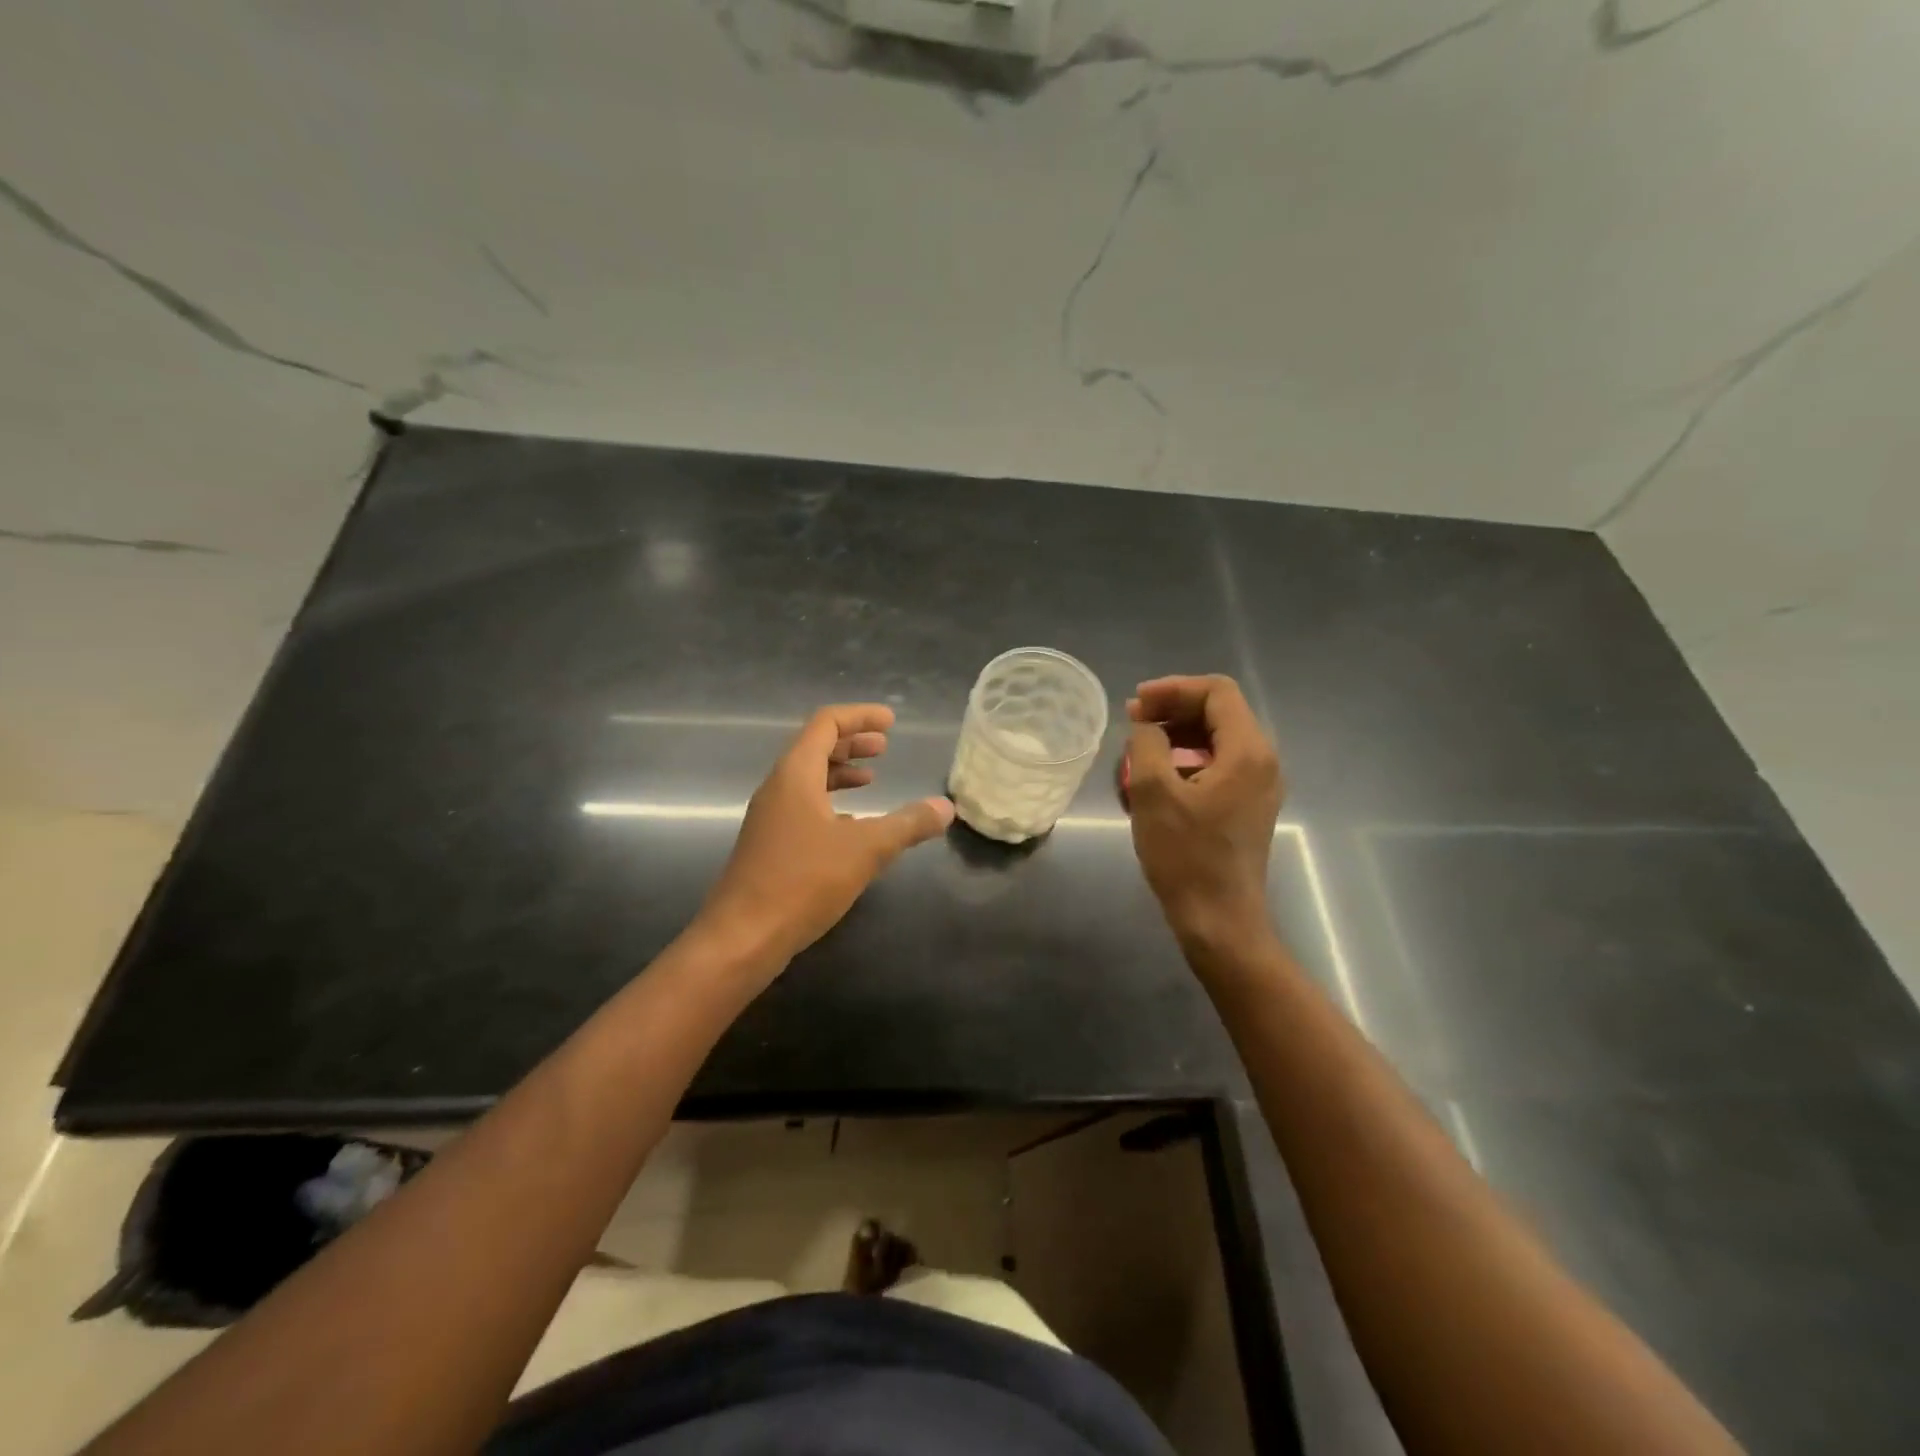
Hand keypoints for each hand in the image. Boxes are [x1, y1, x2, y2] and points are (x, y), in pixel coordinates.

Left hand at [701, 704, 953, 965]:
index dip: (860, 716)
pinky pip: (803, 806)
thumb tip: (945, 807)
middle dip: (851, 743)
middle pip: (814, 747)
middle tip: (884, 747)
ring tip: (871, 780)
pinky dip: (831, 803)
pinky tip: (852, 826)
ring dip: (840, 772)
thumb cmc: (802, 881)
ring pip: (808, 779)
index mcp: (795, 774)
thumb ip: (908, 824)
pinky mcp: (769, 845)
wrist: (742, 937)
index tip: (891, 722)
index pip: (826, 724)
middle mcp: (778, 788)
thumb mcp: (866, 849)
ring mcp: (770, 818)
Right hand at [1126, 675, 1284, 948]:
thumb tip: (1146, 727)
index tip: (1135, 704)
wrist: (1218, 920)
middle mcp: (1262, 761)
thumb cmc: (1186, 855)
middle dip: (1172, 710)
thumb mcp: (1153, 793)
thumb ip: (1147, 744)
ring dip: (1176, 736)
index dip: (1173, 689)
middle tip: (1132, 722)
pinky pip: (1217, 766)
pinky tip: (1154, 781)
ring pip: (1216, 739)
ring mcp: (1258, 786)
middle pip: (1219, 712)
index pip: (1216, 692)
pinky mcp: (1247, 807)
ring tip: (1137, 752)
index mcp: (1248, 751)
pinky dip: (1185, 761)